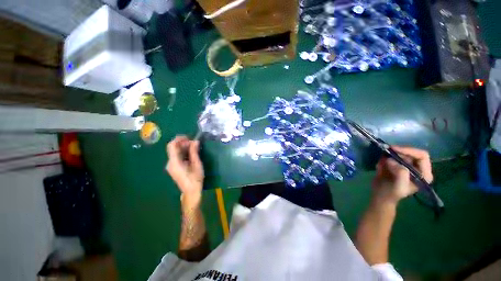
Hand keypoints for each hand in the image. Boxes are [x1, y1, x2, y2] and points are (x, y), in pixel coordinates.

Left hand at [166, 136, 203, 199]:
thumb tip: (195, 141)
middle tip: (195, 143)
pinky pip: (177, 157)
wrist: (191, 192)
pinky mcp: (173, 168)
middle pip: (173, 148)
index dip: (179, 139)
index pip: (172, 145)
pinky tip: (191, 154)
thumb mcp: (196, 164)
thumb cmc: (195, 179)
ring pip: (175, 152)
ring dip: (184, 148)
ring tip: (195, 148)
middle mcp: (170, 163)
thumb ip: (194, 152)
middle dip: (183, 143)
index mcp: (174, 162)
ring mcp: (171, 166)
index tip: (189, 137)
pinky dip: (183, 153)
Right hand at [372, 146, 432, 205]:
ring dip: (390, 155)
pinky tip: (380, 166)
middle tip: (386, 151)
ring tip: (382, 162)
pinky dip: (384, 157)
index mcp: (423, 174)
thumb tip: (390, 160)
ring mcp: (406, 166)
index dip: (409, 150)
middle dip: (398, 151)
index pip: (422, 156)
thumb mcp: (398, 186)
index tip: (394, 149)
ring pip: (400, 153)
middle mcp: (417, 168)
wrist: (380, 195)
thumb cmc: (391, 193)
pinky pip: (391, 156)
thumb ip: (400, 173)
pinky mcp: (396, 164)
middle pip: (411, 152)